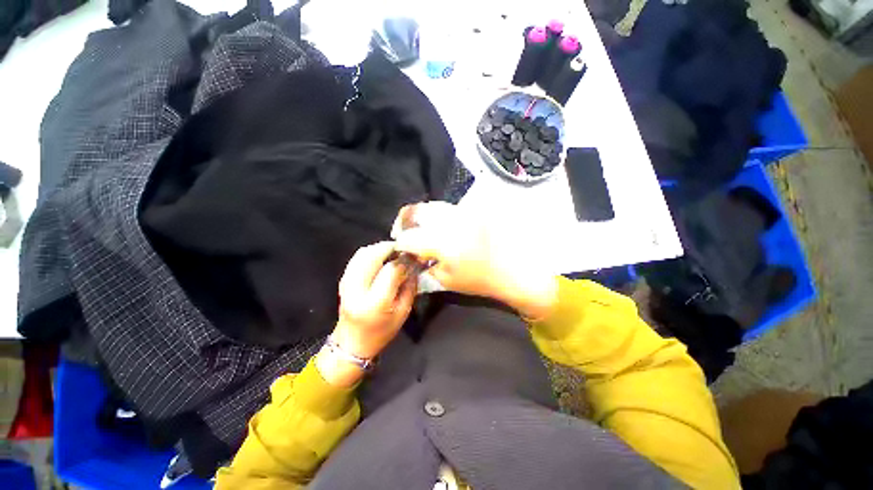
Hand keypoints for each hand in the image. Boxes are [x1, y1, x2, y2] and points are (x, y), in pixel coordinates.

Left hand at [318, 242, 416, 386]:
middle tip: (403, 250)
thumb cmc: (381, 332)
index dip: (403, 261)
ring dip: (380, 248)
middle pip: (373, 256)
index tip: (412, 259)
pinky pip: (357, 258)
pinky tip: (381, 257)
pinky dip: (370, 253)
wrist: (352, 344)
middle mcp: (357, 290)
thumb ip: (410, 287)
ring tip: (393, 253)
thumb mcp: (403, 312)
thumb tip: (413, 265)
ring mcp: (346, 284)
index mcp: (375, 302)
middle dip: (390, 248)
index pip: (391, 270)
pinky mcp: (343, 280)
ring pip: (363, 253)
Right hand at [393, 202, 557, 319]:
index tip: (400, 248)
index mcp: (441, 242)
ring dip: (422, 216)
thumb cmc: (478, 279)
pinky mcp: (472, 210)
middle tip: (405, 233)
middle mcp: (450, 221)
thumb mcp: (446, 280)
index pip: (409, 237)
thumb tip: (414, 255)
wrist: (512, 268)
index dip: (400, 243)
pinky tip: (441, 227)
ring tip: (422, 228)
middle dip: (405, 221)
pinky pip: (448, 208)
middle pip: (417, 211)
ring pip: (432, 205)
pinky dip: (438, 215)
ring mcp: (462, 212)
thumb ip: (425, 265)